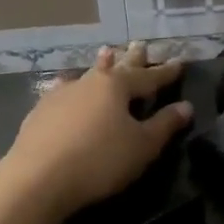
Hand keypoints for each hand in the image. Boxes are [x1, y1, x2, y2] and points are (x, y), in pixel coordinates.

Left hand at [0, 43, 190, 220]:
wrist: (37, 179)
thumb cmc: (100, 160)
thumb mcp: (142, 146)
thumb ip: (165, 125)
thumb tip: (185, 106)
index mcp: (117, 86)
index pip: (149, 77)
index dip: (166, 72)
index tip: (180, 62)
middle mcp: (89, 82)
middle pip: (117, 67)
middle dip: (132, 59)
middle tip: (141, 45)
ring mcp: (61, 95)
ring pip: (88, 74)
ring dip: (100, 64)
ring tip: (106, 52)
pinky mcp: (40, 112)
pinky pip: (63, 90)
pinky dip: (72, 85)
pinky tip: (65, 84)